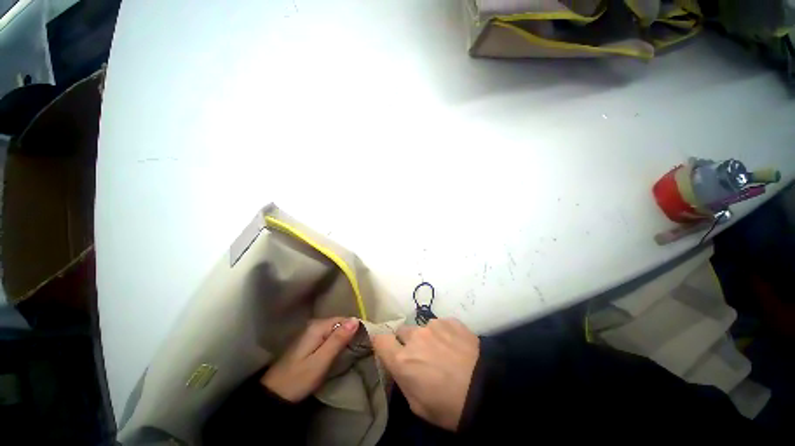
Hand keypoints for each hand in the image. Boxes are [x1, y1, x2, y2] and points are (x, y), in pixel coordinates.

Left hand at [261, 317, 358, 401]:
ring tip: (354, 348)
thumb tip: (355, 319)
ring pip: (334, 330)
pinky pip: (328, 336)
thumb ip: (338, 339)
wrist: (274, 394)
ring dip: (344, 337)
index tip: (366, 338)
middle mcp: (314, 325)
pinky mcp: (309, 342)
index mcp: (317, 327)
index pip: (343, 319)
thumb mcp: (321, 360)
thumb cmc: (299, 378)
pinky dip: (337, 341)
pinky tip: (341, 350)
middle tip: (361, 345)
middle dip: (350, 332)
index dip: (355, 327)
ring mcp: (310, 333)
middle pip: (339, 323)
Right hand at [372, 318, 478, 430]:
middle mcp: (415, 337)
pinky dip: (443, 333)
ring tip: (443, 352)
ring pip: (421, 328)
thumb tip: (400, 365)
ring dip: (426, 338)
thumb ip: (403, 379)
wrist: (488, 390)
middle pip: (401, 332)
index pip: (379, 340)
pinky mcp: (450, 320)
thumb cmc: (450, 406)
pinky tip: (455, 346)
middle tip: (420, 356)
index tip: (387, 349)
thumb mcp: (418, 405)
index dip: (382, 344)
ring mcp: (433, 325)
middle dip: (406, 342)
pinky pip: (439, 325)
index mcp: (402, 359)